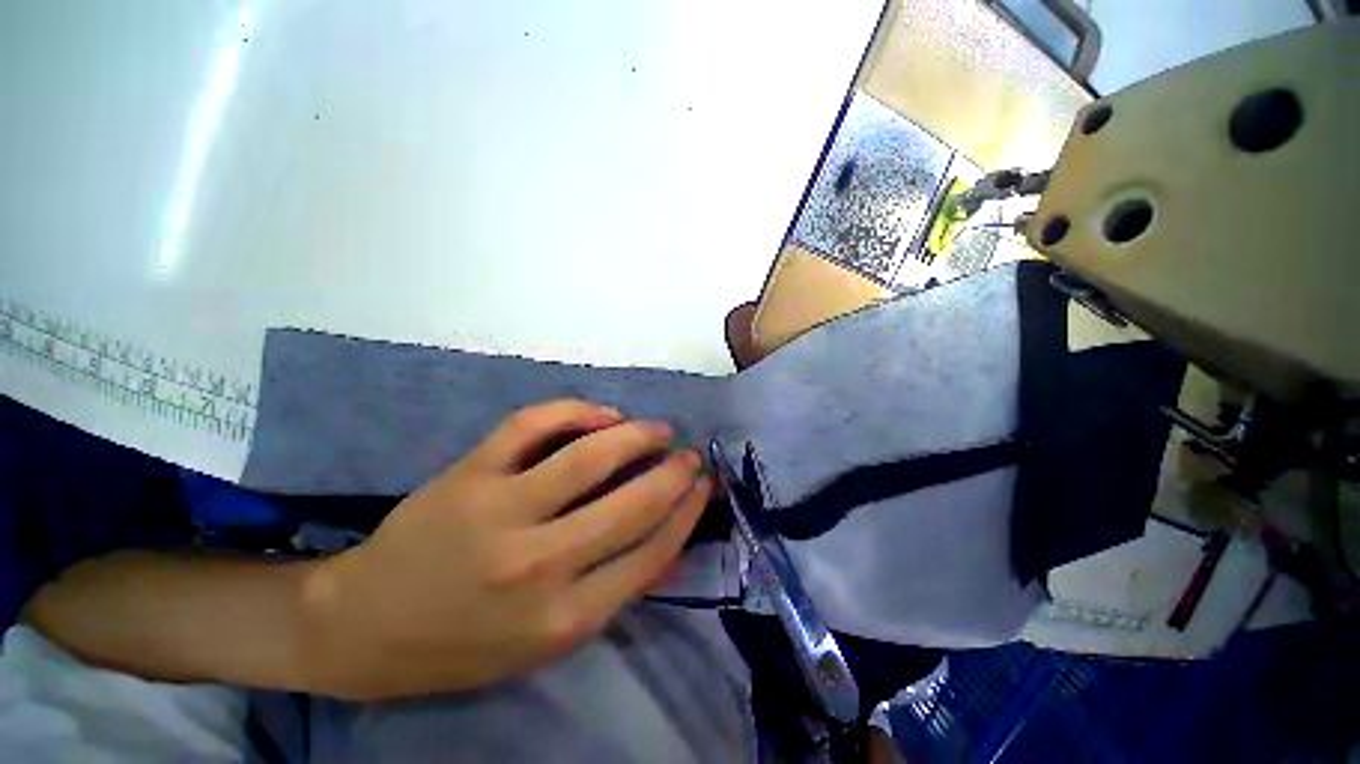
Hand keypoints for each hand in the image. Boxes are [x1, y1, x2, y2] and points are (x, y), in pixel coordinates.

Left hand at [303, 399, 712, 699]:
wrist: (366, 628)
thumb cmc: (467, 644)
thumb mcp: (549, 643)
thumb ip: (615, 591)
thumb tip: (673, 544)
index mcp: (564, 618)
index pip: (652, 552)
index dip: (688, 511)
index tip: (704, 484)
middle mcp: (538, 566)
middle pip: (632, 503)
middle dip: (675, 471)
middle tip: (690, 453)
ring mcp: (499, 513)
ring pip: (589, 456)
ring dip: (637, 434)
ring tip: (658, 429)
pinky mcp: (469, 475)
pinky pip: (532, 424)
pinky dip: (576, 410)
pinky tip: (603, 414)